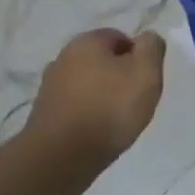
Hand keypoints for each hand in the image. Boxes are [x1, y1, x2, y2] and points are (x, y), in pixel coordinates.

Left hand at [23, 28, 165, 178]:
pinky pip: (74, 105)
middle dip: (118, 76)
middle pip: (102, 61)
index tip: (144, 81)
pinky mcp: (43, 113)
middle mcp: (63, 57)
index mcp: (87, 41)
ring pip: (87, 83)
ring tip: (114, 120)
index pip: (121, 38)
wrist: (61, 157)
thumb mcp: (146, 73)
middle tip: (133, 100)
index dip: (138, 58)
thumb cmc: (109, 108)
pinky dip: (86, 113)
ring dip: (101, 95)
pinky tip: (95, 131)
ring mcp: (49, 86)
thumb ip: (151, 48)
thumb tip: (147, 37)